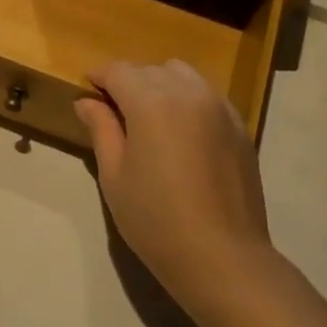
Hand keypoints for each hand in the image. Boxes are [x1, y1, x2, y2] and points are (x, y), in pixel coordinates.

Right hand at [75, 60, 280, 326]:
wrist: (221, 256)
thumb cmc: (155, 219)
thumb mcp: (114, 175)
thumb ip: (101, 129)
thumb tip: (87, 101)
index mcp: (152, 102)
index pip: (119, 71)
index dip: (99, 76)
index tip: (88, 90)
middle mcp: (189, 93)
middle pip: (151, 70)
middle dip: (129, 82)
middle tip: (115, 113)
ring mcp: (220, 108)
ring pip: (183, 76)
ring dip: (161, 85)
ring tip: (150, 119)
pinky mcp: (240, 127)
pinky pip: (208, 96)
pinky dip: (188, 100)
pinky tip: (182, 133)